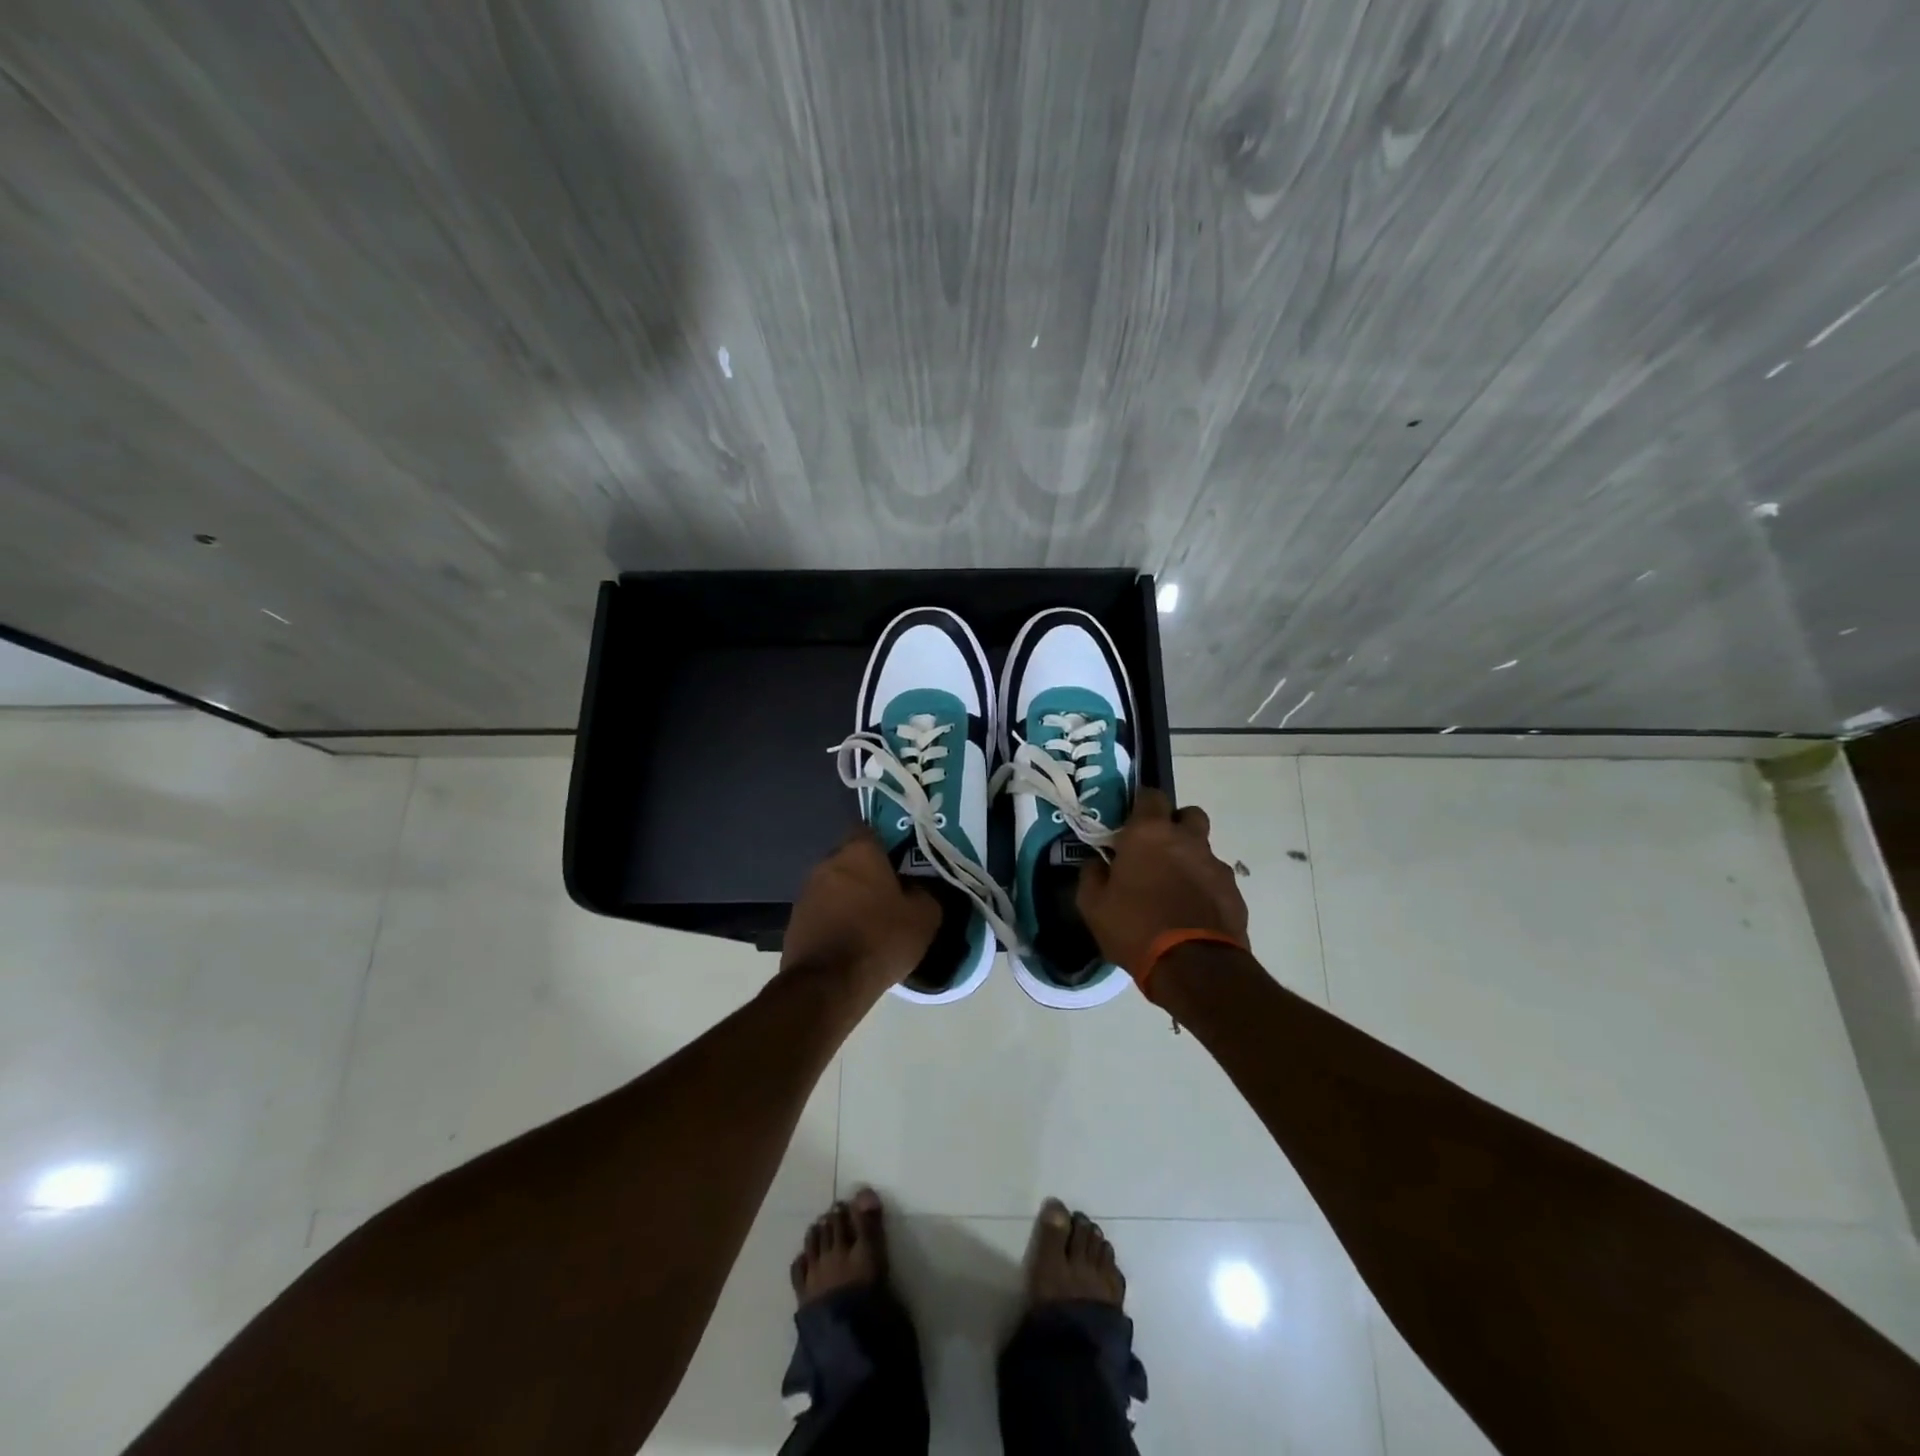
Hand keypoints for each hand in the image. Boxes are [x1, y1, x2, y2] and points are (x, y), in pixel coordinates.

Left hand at [782, 827, 941, 996]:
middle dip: (870, 873)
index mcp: (859, 851)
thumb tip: (920, 888)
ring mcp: (806, 891)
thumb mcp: (923, 917)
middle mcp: (828, 862)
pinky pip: (823, 911)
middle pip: (853, 859)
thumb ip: (926, 893)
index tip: (903, 863)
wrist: (827, 984)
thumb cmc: (879, 939)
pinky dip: (836, 920)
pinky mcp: (794, 920)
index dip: (889, 844)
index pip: (872, 830)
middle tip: (892, 894)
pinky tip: (852, 941)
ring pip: (836, 885)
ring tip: (872, 922)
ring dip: (851, 897)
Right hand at [1076, 788, 1249, 975]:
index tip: (1130, 823)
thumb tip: (1097, 862)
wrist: (1193, 967)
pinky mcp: (1234, 892)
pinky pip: (1216, 879)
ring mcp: (1215, 865)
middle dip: (1174, 825)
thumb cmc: (1135, 927)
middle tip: (1156, 850)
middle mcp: (1187, 839)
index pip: (1151, 795)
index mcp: (1149, 833)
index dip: (1141, 805)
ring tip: (1174, 889)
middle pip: (1188, 814)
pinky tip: (1191, 913)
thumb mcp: (1093, 905)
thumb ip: (1092, 874)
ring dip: (1189, 859)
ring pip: (1203, 849)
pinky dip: (1204, 888)